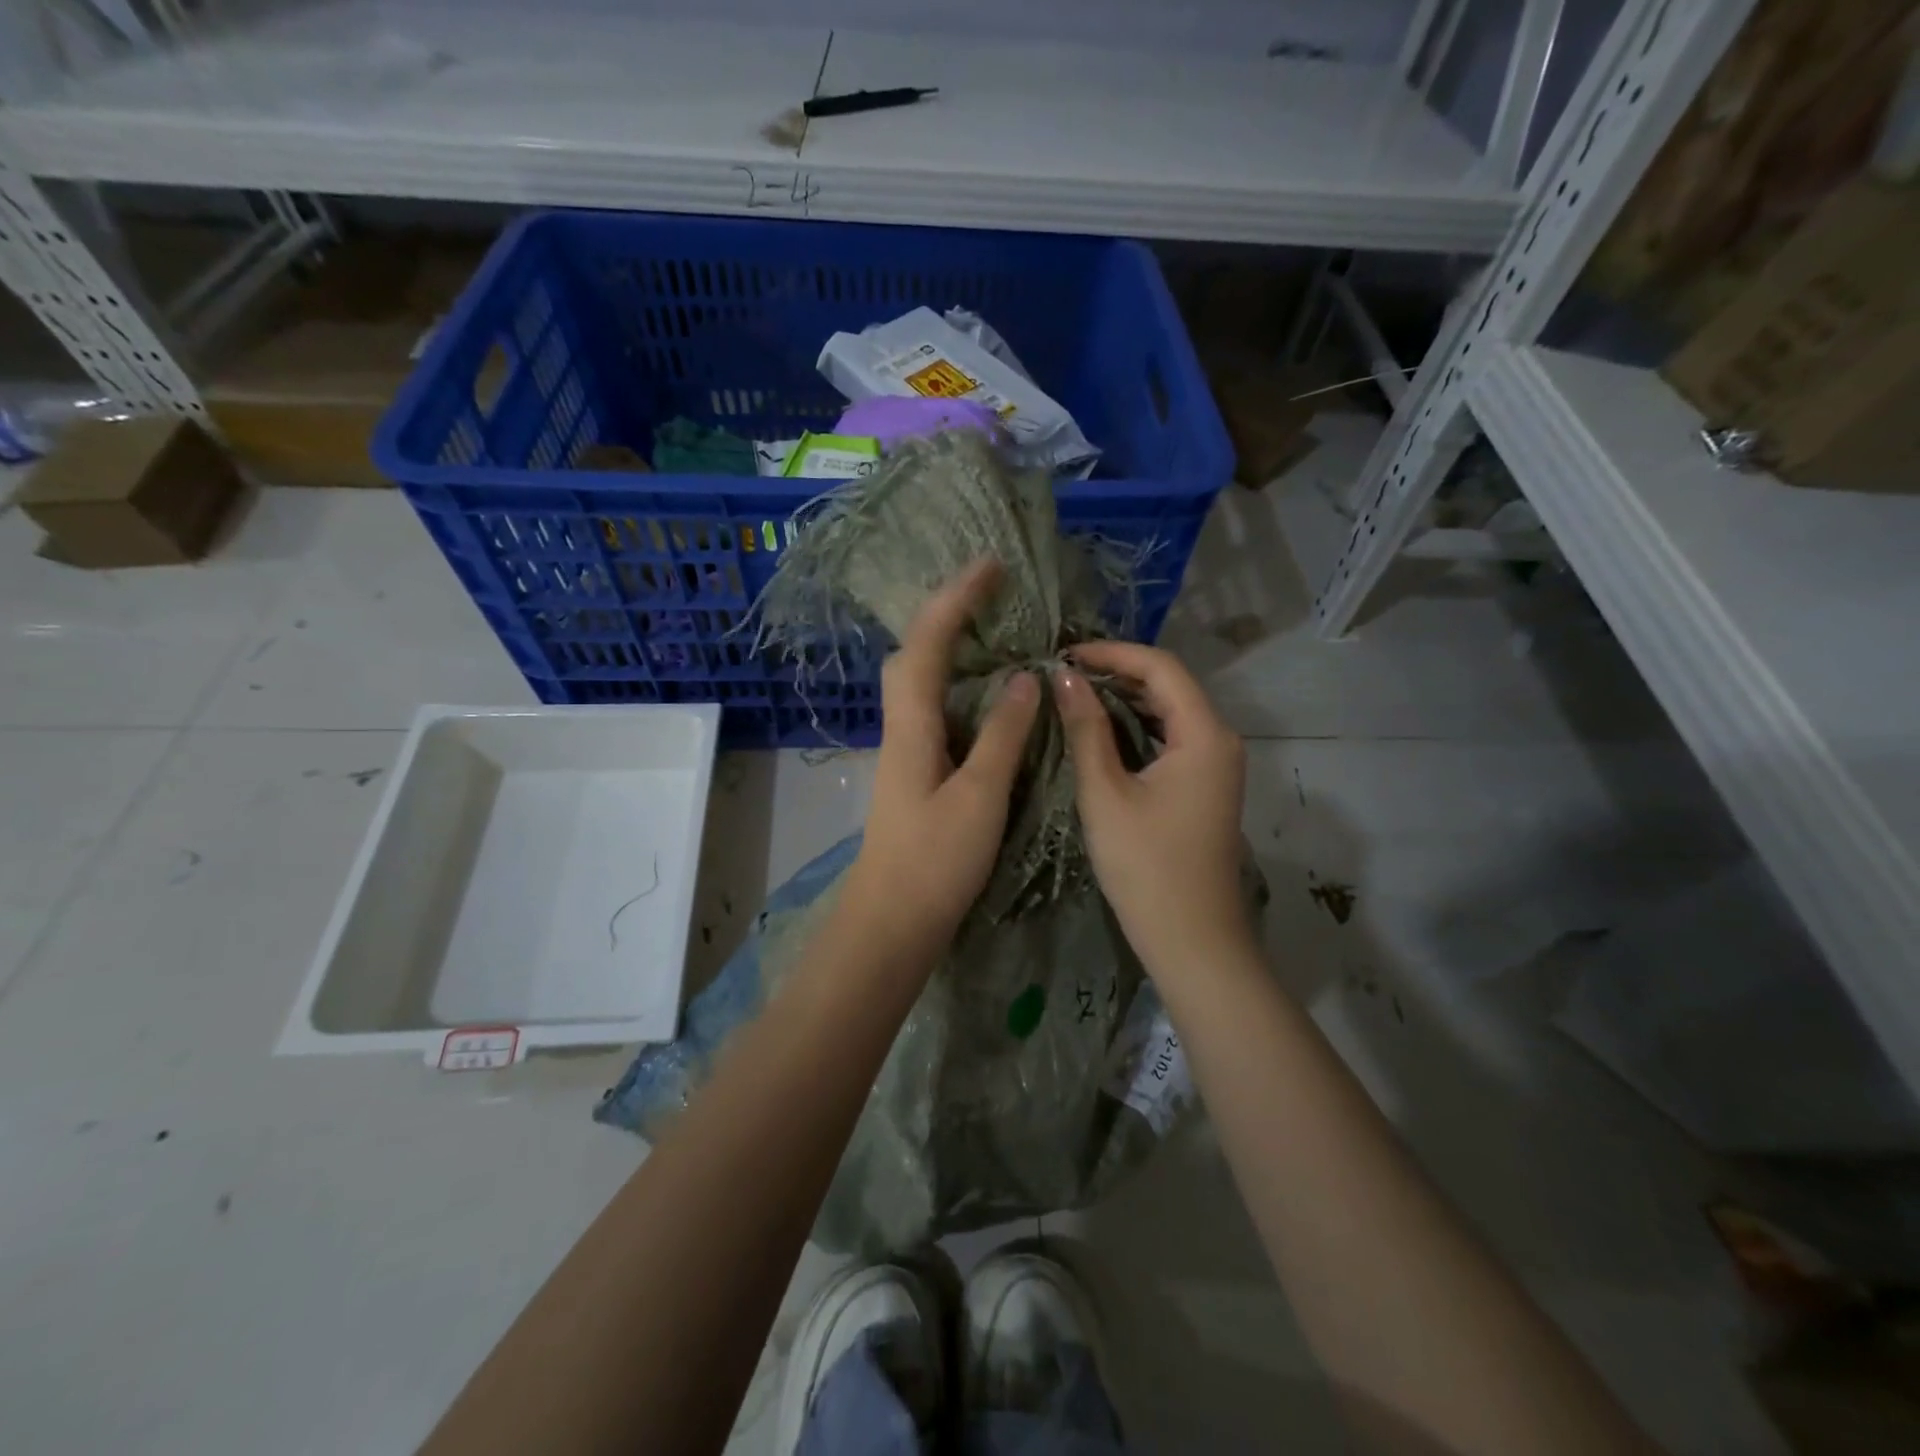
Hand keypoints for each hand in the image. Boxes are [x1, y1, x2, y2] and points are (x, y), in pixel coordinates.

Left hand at [843, 560, 1041, 952]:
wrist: (892, 923)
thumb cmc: (935, 862)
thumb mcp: (980, 796)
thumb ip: (1002, 735)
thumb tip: (1024, 678)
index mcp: (913, 726)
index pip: (929, 644)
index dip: (956, 600)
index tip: (991, 566)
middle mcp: (903, 728)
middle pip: (915, 655)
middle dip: (948, 613)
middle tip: (992, 594)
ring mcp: (908, 751)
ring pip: (923, 682)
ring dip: (952, 647)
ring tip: (995, 630)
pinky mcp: (918, 773)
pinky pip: (937, 710)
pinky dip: (960, 687)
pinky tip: (988, 695)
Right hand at [1054, 642, 1252, 977]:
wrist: (1192, 940)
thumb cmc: (1146, 867)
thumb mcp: (1106, 793)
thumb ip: (1086, 729)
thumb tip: (1064, 678)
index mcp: (1205, 735)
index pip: (1161, 668)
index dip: (1113, 653)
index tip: (1066, 654)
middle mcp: (1221, 740)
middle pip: (1170, 685)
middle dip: (1118, 671)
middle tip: (1064, 673)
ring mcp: (1217, 765)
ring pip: (1171, 711)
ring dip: (1127, 698)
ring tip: (1076, 693)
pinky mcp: (1206, 786)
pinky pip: (1173, 738)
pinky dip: (1138, 726)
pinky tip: (1103, 730)